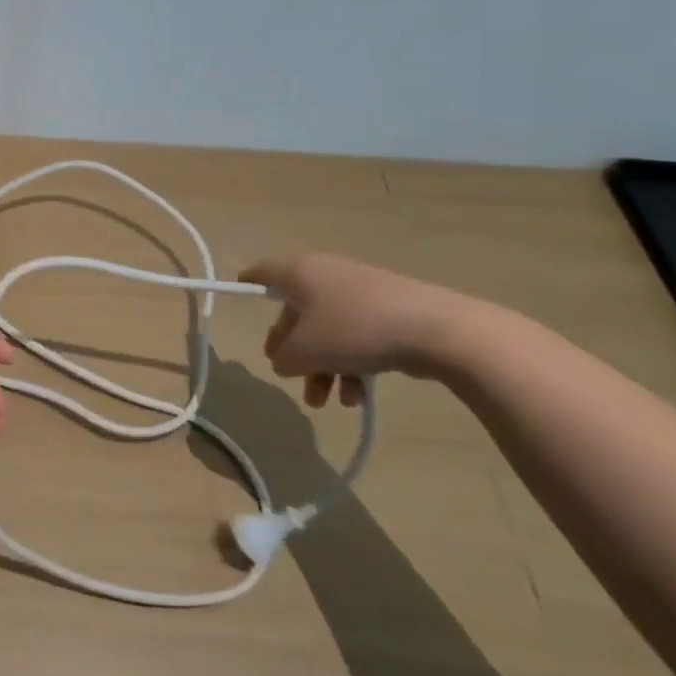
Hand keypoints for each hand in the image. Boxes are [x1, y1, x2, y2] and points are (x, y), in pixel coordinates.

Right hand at [239, 253, 479, 407]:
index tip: (238, 293)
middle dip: (293, 351)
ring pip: (328, 332)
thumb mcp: (304, 351)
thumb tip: (285, 359)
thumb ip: (283, 357)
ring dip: (322, 368)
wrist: (437, 330)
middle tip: (289, 376)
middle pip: (296, 313)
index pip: (263, 272)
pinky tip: (357, 396)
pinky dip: (350, 365)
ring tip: (325, 402)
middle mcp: (327, 276)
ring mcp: (361, 293)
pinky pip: (357, 338)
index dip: (247, 283)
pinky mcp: (390, 312)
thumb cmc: (354, 331)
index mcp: (300, 273)